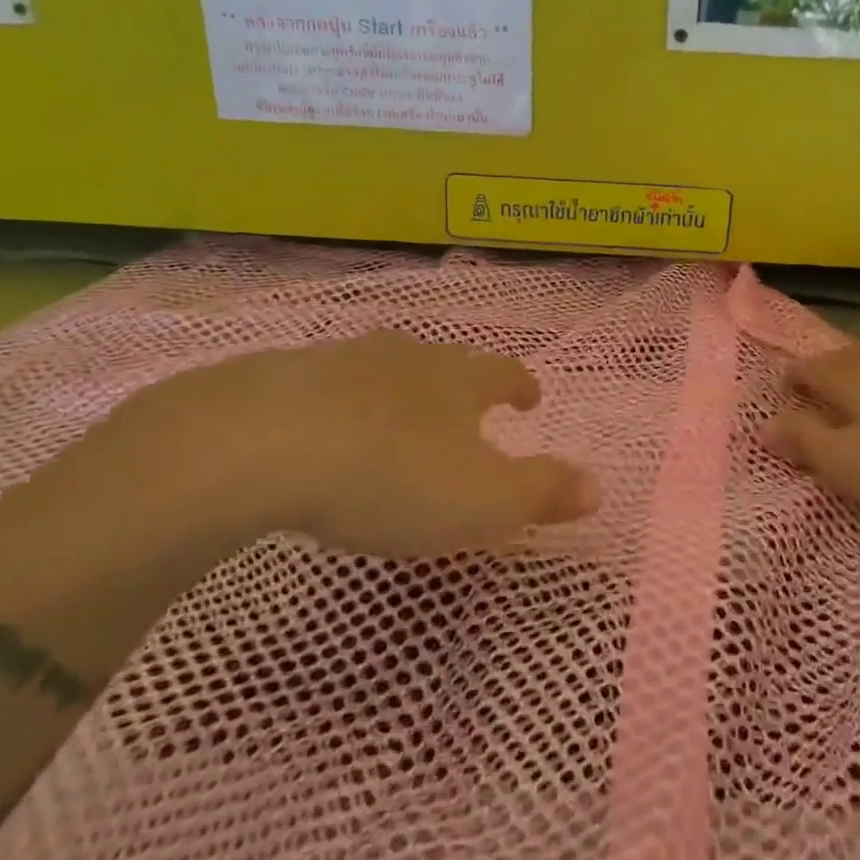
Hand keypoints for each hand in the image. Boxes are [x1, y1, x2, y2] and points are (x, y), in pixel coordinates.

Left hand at [103, 331, 595, 557]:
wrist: (262, 444)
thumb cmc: (392, 476)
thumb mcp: (484, 501)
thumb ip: (543, 492)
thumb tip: (598, 485)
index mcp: (459, 382)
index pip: (504, 374)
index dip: (521, 386)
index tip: (530, 398)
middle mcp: (407, 358)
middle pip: (446, 363)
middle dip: (461, 385)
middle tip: (467, 407)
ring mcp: (344, 361)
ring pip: (386, 369)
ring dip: (401, 390)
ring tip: (401, 416)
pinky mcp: (284, 378)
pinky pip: (328, 386)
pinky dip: (342, 404)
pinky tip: (326, 428)